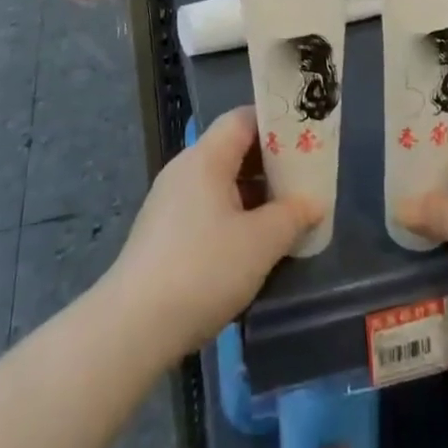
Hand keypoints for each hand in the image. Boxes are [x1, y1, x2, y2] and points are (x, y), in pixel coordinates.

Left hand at [106, 107, 321, 357]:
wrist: (133, 328)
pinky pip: (207, 208)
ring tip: (286, 215)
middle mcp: (185, 170)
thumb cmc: (203, 269)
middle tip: (304, 180)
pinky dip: (234, 215)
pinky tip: (252, 245)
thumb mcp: (260, 242)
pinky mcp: (164, 233)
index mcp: (205, 158)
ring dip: (254, 194)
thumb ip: (292, 216)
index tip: (306, 140)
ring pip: (221, 182)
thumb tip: (314, 202)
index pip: (243, 119)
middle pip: (233, 149)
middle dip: (270, 163)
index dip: (276, 124)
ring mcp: (170, 201)